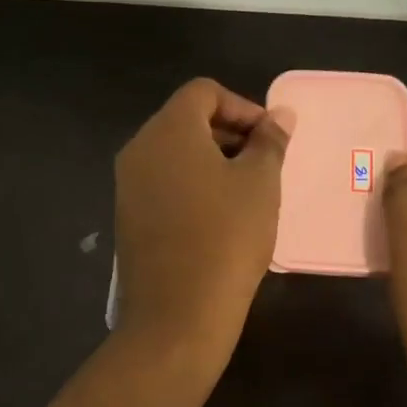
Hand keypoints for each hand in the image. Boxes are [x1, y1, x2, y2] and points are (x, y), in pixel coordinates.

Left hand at [112, 79, 291, 377]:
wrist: (177, 315)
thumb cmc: (226, 237)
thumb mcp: (260, 183)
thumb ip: (270, 141)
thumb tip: (279, 115)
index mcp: (168, 129)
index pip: (204, 92)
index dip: (243, 106)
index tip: (270, 138)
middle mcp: (139, 148)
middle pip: (186, 119)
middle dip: (229, 132)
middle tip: (264, 163)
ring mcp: (128, 184)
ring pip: (174, 153)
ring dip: (212, 160)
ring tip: (247, 191)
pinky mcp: (127, 215)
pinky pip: (163, 182)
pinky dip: (192, 184)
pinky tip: (219, 216)